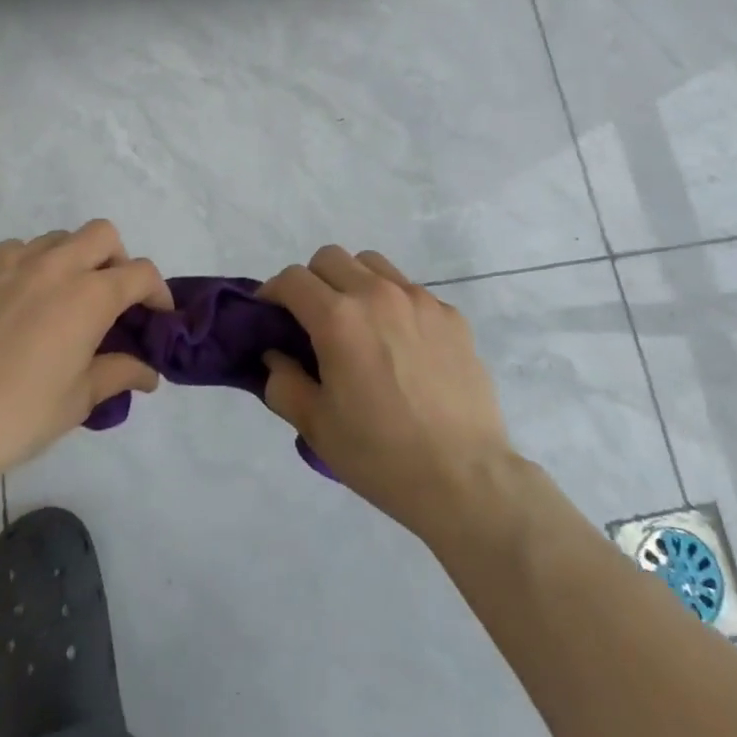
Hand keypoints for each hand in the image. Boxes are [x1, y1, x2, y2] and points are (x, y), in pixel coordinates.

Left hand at [0, 221, 170, 488]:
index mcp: (88, 296)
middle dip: (117, 260)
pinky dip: (30, 265)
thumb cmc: (17, 417)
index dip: (157, 292)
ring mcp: (9, 264)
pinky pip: (14, 251)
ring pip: (57, 238)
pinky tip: (18, 302)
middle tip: (109, 298)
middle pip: (102, 235)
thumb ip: (117, 374)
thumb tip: (148, 372)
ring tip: (61, 300)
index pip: (140, 274)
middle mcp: (53, 266)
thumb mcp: (77, 400)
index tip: (156, 315)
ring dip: (72, 259)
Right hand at [258, 246, 514, 540]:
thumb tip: (276, 355)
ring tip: (359, 324)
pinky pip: (411, 291)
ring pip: (372, 265)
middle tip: (313, 320)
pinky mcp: (451, 315)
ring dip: (353, 282)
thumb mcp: (315, 426)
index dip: (273, 293)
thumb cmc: (381, 455)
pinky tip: (402, 347)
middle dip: (312, 281)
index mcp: (338, 318)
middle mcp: (378, 295)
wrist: (465, 479)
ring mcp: (420, 300)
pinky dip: (393, 304)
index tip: (271, 316)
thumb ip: (282, 381)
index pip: (292, 279)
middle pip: (330, 257)